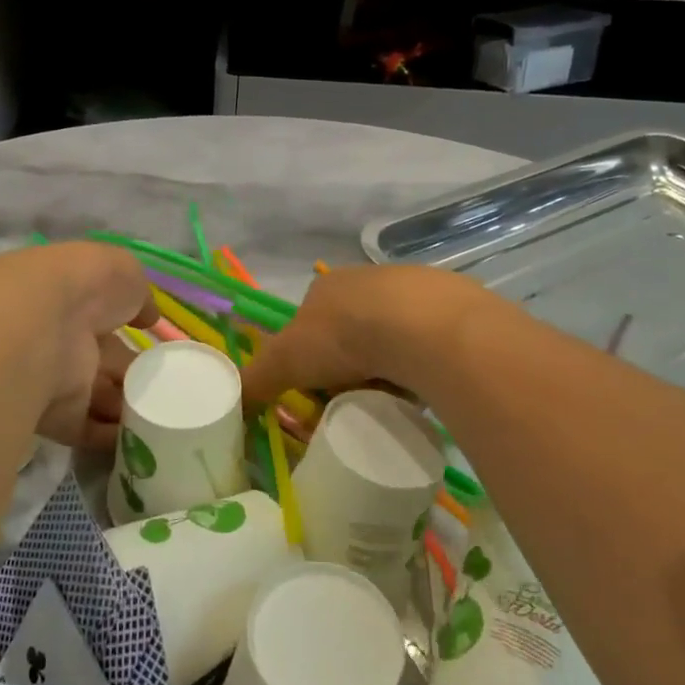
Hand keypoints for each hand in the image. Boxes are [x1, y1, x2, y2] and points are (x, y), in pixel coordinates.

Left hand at [0, 243, 155, 449]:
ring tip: (163, 413)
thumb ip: (137, 292)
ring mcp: (54, 378)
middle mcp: (60, 337)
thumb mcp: (121, 270)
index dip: (127, 322)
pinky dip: (111, 437)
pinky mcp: (54, 416)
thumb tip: (146, 315)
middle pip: (102, 359)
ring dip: (125, 405)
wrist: (35, 329)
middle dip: (130, 373)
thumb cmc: (82, 286)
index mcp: (72, 297)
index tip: (153, 338)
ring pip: (96, 394)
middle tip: (167, 383)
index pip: (103, 312)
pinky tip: (144, 437)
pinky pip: (87, 428)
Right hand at [240, 264, 488, 411]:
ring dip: (385, 369)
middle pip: (350, 334)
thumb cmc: (343, 336)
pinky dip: (420, 368)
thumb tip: (234, 403)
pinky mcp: (451, 310)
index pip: (310, 324)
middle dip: (348, 368)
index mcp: (327, 286)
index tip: (317, 391)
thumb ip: (257, 379)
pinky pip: (427, 346)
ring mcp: (412, 293)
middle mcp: (368, 281)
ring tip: (387, 400)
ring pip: (390, 341)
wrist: (421, 327)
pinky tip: (420, 388)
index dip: (309, 359)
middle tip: (351, 401)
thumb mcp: (285, 361)